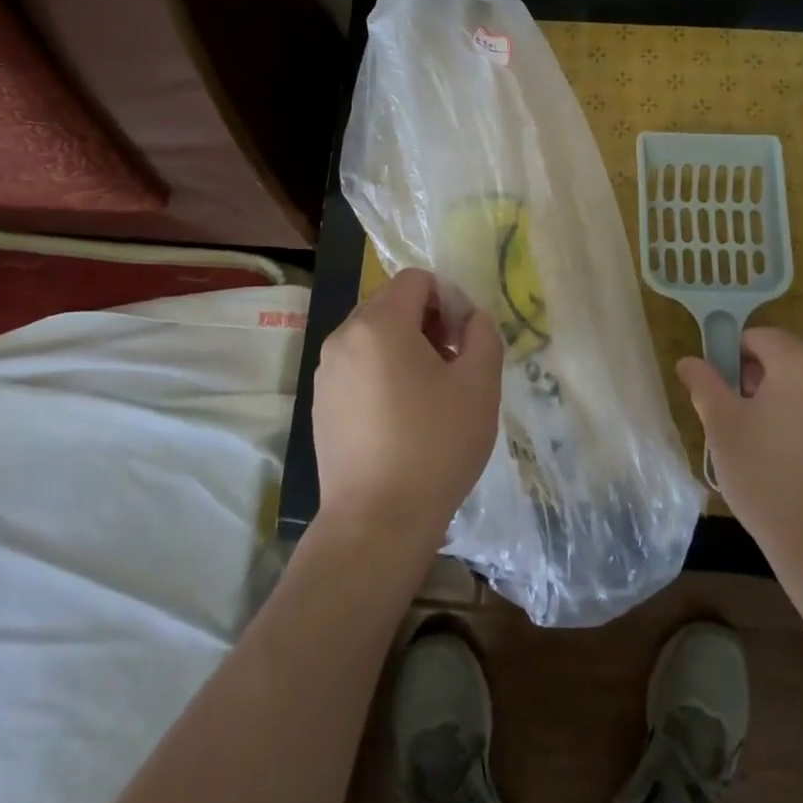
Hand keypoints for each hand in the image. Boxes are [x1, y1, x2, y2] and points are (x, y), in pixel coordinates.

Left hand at [313, 268, 503, 553]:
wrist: (376, 523)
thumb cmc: (434, 446)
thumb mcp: (479, 384)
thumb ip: (483, 334)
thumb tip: (472, 318)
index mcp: (379, 324)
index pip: (416, 279)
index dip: (448, 299)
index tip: (463, 340)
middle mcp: (343, 337)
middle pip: (392, 303)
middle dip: (427, 321)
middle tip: (452, 365)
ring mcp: (326, 372)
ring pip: (373, 335)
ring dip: (405, 347)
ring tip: (429, 394)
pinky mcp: (320, 403)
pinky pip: (357, 366)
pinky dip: (382, 373)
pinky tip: (401, 417)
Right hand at [676, 328, 802, 572]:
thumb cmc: (771, 481)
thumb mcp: (723, 429)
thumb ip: (704, 385)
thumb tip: (689, 361)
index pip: (759, 337)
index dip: (733, 358)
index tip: (722, 394)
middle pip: (789, 358)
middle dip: (761, 381)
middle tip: (741, 423)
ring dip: (789, 401)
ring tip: (771, 447)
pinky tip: (802, 463)